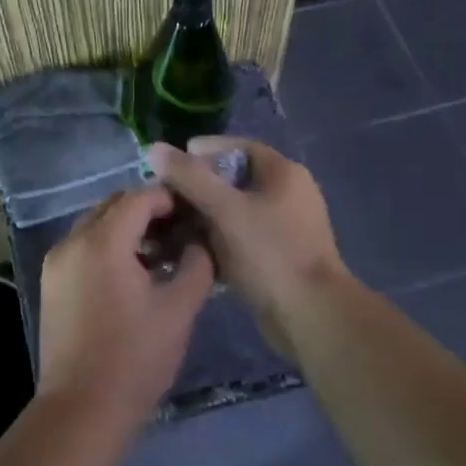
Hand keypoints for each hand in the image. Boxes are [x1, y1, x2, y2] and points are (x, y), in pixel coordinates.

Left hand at [38, 186, 212, 428]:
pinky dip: (107, 245)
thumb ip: (196, 264)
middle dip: (148, 210)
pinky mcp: (51, 282)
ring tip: (160, 252)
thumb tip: (199, 240)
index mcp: (102, 241)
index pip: (139, 197)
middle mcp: (72, 241)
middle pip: (114, 205)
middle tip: (181, 230)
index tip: (196, 212)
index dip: (170, 198)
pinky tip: (133, 272)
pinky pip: (83, 246)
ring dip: (127, 228)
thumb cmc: (135, 358)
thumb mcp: (179, 309)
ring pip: (96, 224)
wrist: (82, 409)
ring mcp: (56, 261)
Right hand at [147, 136, 349, 347]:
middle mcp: (288, 195)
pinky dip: (217, 240)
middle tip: (165, 196)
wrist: (311, 317)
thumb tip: (154, 149)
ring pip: (235, 212)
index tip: (172, 162)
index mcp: (284, 173)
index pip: (238, 148)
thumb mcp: (225, 209)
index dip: (204, 151)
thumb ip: (190, 177)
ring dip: (204, 216)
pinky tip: (190, 250)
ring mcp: (285, 228)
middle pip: (235, 180)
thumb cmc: (270, 253)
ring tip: (170, 224)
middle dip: (199, 187)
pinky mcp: (278, 257)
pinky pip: (241, 238)